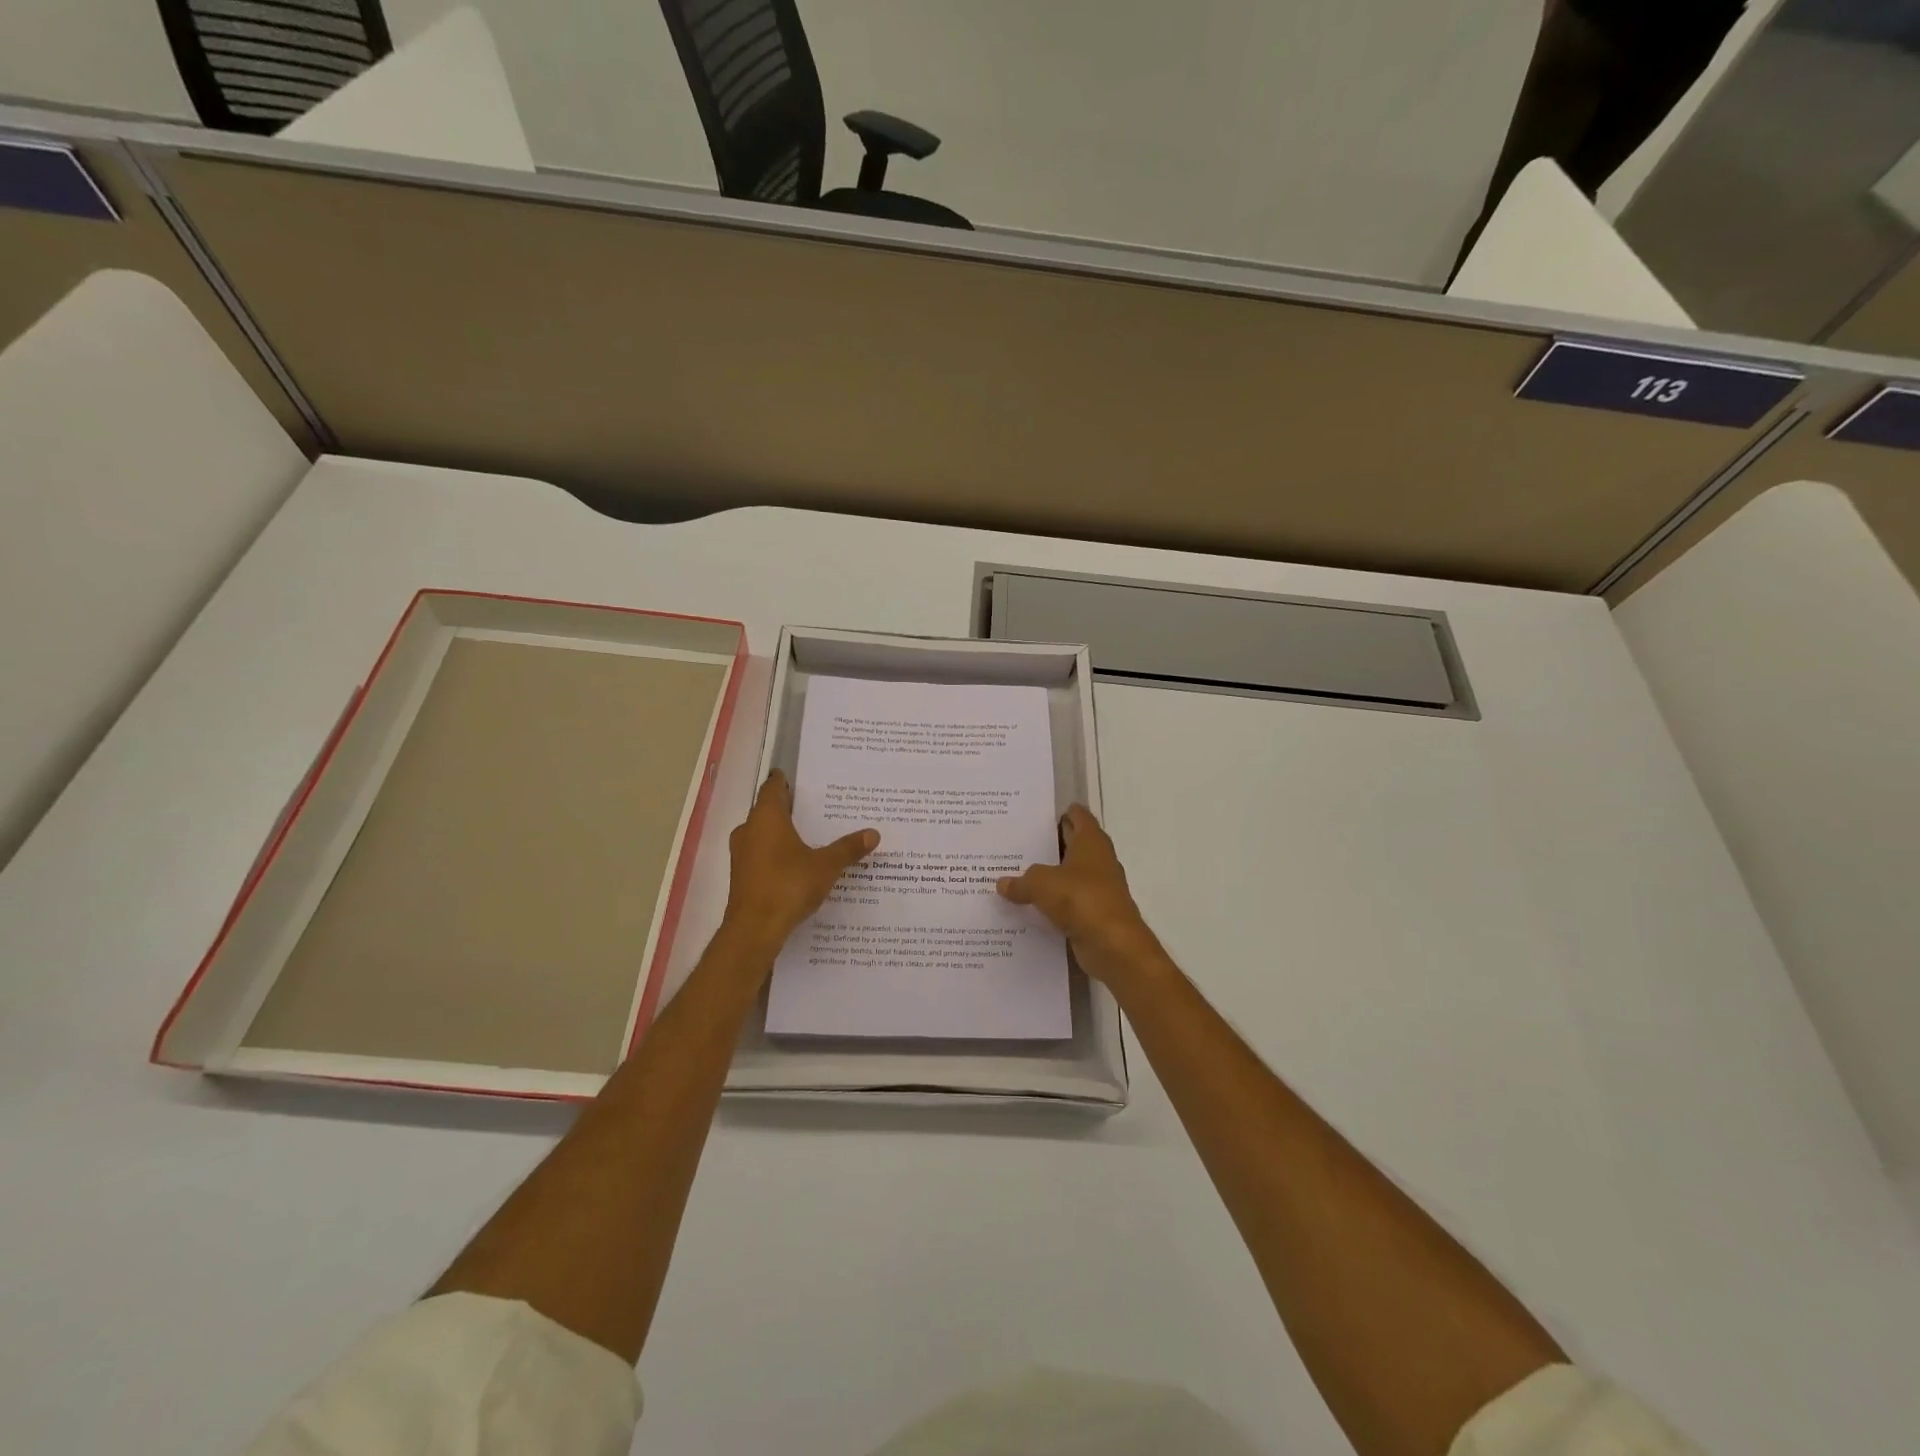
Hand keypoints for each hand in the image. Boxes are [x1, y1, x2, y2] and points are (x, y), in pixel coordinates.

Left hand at [722, 771, 878, 953]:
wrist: (754, 930)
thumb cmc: (788, 886)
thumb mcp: (826, 865)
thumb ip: (848, 848)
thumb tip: (873, 833)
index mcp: (766, 817)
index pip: (773, 787)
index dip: (785, 781)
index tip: (802, 779)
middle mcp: (749, 830)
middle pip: (768, 810)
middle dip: (789, 809)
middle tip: (817, 808)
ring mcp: (742, 854)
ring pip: (763, 834)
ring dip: (782, 834)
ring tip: (811, 836)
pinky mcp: (742, 876)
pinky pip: (761, 855)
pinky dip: (777, 854)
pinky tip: (797, 864)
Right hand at [997, 805, 1166, 989]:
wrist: (1113, 944)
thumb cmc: (1080, 899)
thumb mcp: (1041, 884)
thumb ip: (1020, 881)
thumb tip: (1003, 883)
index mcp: (1091, 842)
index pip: (1079, 817)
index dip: (1062, 812)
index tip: (1039, 814)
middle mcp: (1098, 861)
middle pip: (1073, 845)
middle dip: (1050, 844)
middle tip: (1019, 841)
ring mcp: (1099, 888)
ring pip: (1070, 875)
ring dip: (1050, 875)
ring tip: (1017, 873)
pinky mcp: (1095, 913)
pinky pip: (1069, 902)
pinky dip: (1054, 902)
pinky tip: (1030, 905)